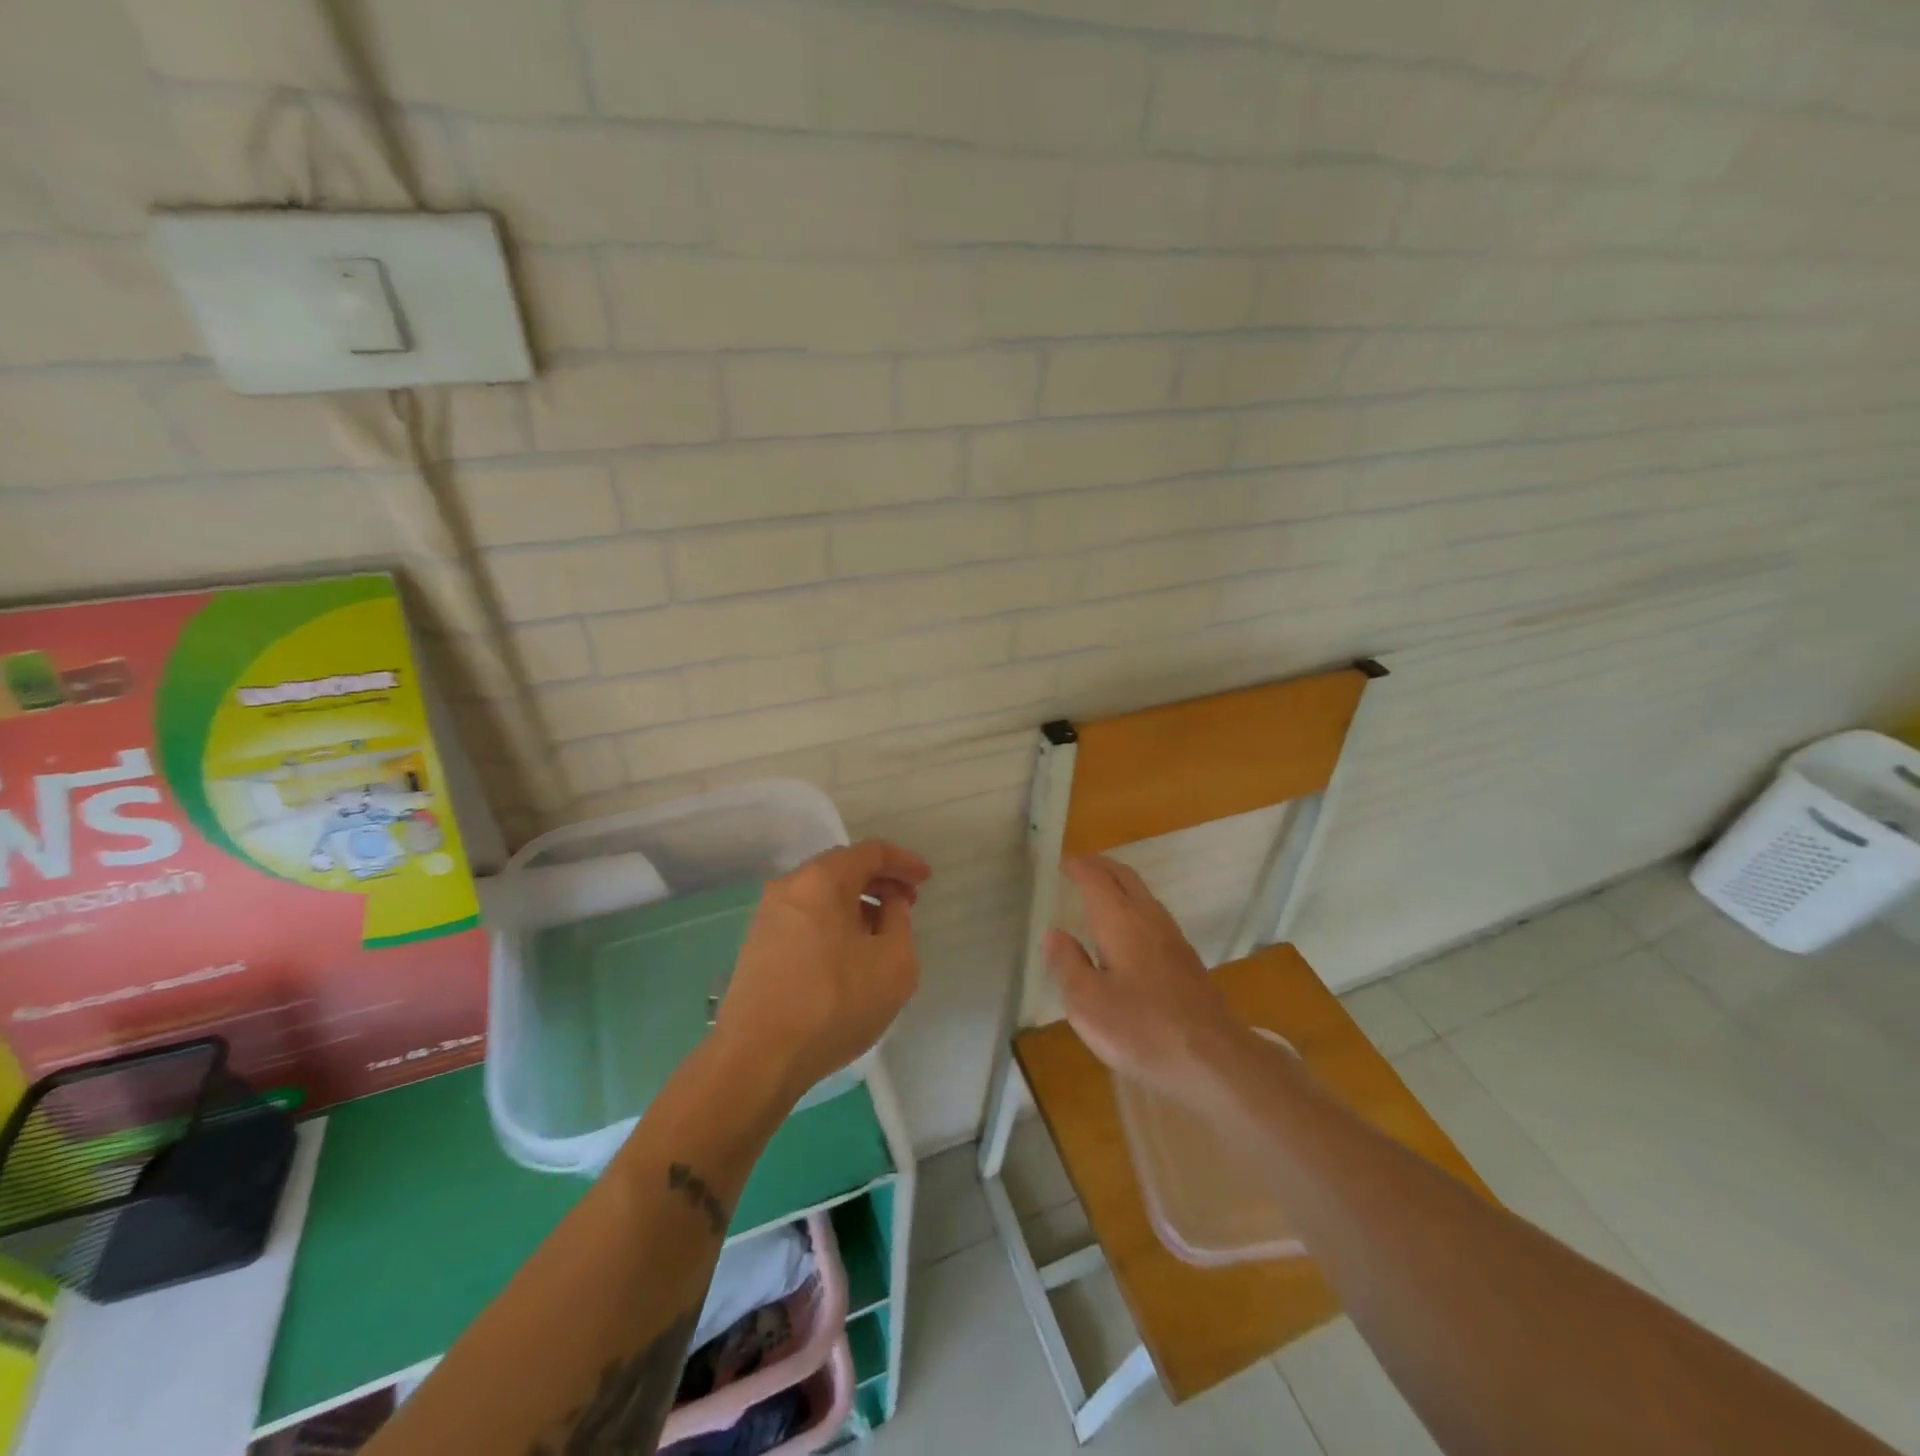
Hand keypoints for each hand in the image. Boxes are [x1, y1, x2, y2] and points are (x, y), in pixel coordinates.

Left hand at [715, 839, 931, 1103]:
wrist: (757, 1059)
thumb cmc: (834, 1004)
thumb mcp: (894, 963)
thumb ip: (900, 921)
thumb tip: (888, 903)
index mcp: (822, 880)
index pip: (870, 852)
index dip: (904, 862)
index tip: (926, 880)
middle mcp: (789, 887)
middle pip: (843, 868)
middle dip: (880, 881)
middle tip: (907, 904)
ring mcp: (767, 916)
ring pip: (822, 894)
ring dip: (856, 903)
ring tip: (881, 932)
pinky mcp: (757, 945)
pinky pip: (806, 917)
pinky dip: (833, 921)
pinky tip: (848, 954)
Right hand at [1045, 856, 1251, 1100]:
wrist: (1213, 1060)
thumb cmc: (1141, 1029)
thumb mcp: (1087, 1003)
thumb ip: (1068, 964)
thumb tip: (1053, 933)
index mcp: (1121, 921)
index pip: (1097, 879)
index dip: (1078, 867)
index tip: (1062, 863)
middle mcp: (1149, 919)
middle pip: (1125, 878)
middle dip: (1102, 866)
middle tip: (1080, 866)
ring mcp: (1173, 939)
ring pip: (1143, 895)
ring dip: (1120, 884)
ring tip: (1099, 891)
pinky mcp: (1186, 961)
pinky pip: (1153, 915)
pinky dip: (1133, 906)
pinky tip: (1127, 931)